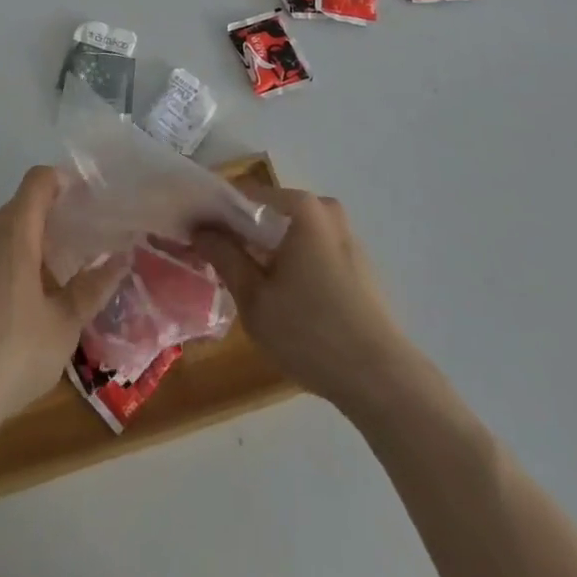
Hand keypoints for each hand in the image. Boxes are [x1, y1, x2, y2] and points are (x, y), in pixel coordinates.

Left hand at [0, 166, 128, 442]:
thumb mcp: (63, 326)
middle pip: (20, 207)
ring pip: (1, 235)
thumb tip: (120, 261)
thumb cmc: (11, 353)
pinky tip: (20, 308)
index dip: (62, 182)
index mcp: (15, 233)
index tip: (86, 202)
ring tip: (55, 277)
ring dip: (28, 245)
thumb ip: (91, 289)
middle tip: (80, 244)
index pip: (38, 181)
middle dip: (50, 217)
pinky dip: (6, 267)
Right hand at [193, 184, 414, 410]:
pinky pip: (312, 250)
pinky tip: (281, 296)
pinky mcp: (357, 263)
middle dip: (241, 232)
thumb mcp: (255, 298)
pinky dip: (291, 262)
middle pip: (270, 212)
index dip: (215, 213)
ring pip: (291, 232)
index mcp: (301, 207)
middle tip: (216, 261)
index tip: (195, 234)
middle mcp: (326, 210)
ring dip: (267, 249)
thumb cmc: (311, 333)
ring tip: (244, 281)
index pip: (244, 195)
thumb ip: (224, 256)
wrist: (382, 380)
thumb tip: (201, 229)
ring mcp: (346, 236)